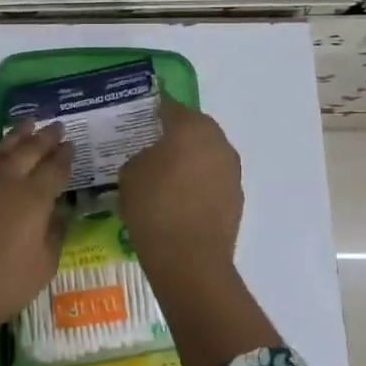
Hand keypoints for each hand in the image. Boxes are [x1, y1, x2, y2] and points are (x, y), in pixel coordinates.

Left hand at [0, 122, 72, 365]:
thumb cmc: (2, 286)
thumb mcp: (44, 266)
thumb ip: (55, 232)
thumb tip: (59, 211)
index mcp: (33, 198)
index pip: (55, 168)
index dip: (65, 156)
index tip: (71, 145)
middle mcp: (4, 181)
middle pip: (28, 150)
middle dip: (45, 137)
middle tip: (56, 126)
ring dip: (14, 135)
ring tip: (26, 124)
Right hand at [119, 98, 275, 365]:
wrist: (189, 259)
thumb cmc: (154, 207)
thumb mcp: (130, 173)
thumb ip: (140, 156)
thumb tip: (150, 158)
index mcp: (191, 127)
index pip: (169, 106)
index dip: (152, 109)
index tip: (137, 115)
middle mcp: (218, 141)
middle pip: (193, 128)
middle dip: (173, 134)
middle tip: (149, 145)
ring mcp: (231, 170)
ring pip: (205, 154)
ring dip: (188, 159)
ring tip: (163, 175)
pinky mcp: (236, 197)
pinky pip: (212, 179)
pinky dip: (197, 183)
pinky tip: (178, 199)